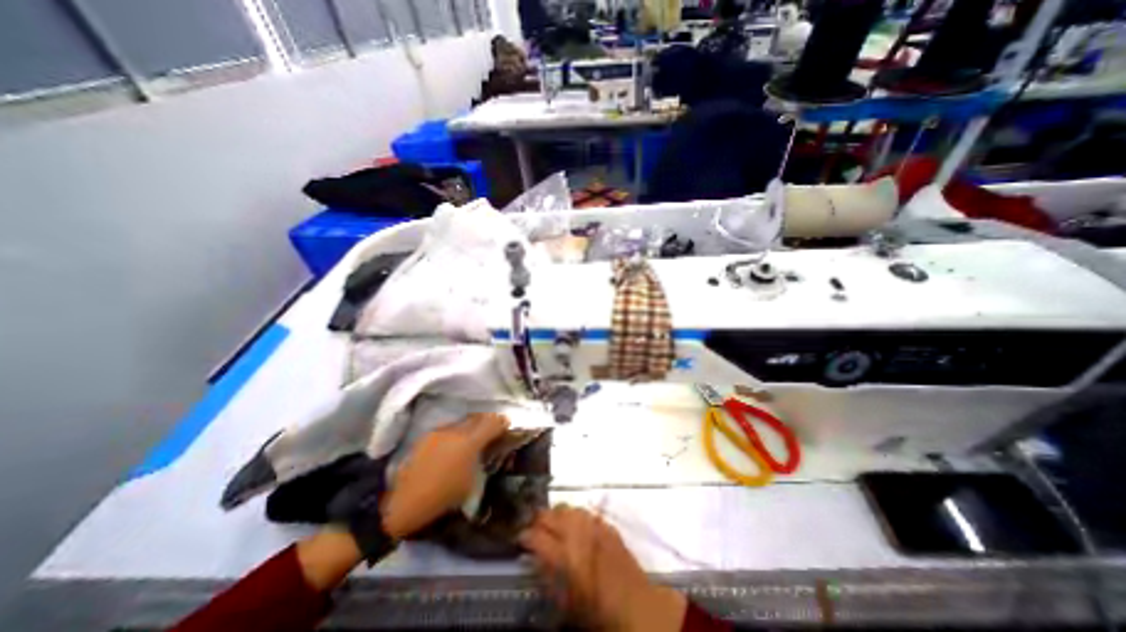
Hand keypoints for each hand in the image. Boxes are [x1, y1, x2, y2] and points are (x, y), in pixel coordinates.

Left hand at [385, 415, 512, 537]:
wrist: (402, 503)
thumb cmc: (442, 497)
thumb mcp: (471, 482)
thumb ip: (482, 459)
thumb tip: (487, 448)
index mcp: (469, 442)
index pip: (492, 422)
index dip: (502, 422)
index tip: (507, 425)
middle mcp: (456, 431)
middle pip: (478, 417)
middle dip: (488, 421)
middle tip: (492, 429)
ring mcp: (440, 431)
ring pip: (463, 421)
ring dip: (471, 426)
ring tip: (473, 437)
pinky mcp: (428, 436)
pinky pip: (449, 428)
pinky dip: (457, 432)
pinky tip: (454, 444)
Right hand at [519, 503, 686, 630]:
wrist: (634, 604)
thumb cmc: (596, 611)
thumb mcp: (564, 602)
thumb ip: (547, 574)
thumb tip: (535, 556)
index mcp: (564, 554)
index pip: (535, 536)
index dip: (523, 535)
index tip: (519, 538)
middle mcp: (577, 532)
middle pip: (549, 515)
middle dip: (537, 519)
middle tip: (532, 528)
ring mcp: (593, 524)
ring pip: (566, 507)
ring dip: (556, 514)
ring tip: (552, 524)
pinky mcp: (605, 523)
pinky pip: (584, 512)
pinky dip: (575, 516)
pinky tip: (575, 526)